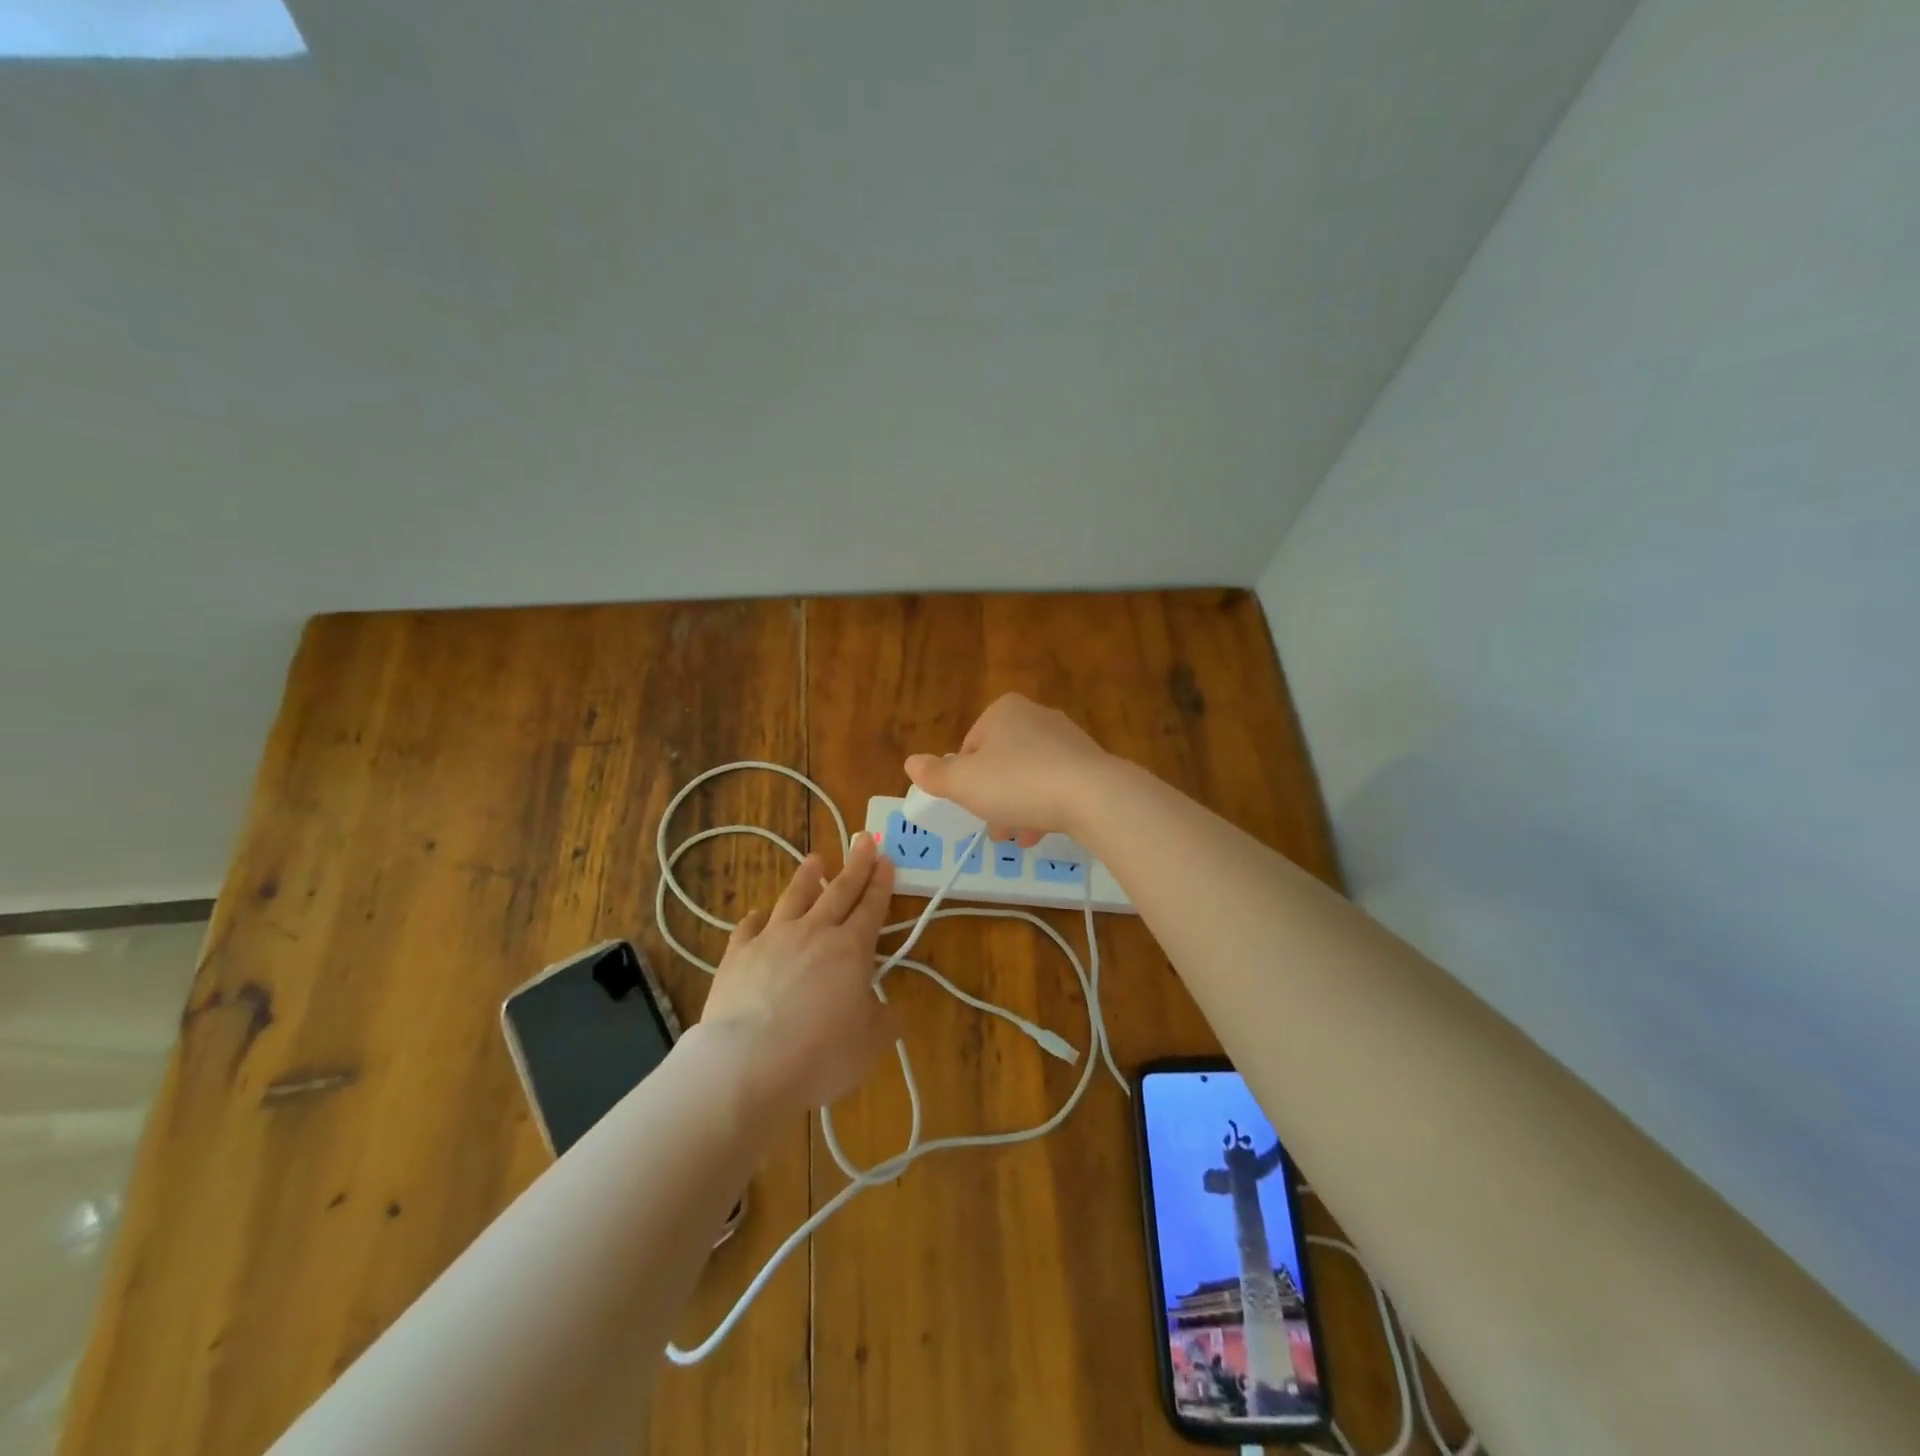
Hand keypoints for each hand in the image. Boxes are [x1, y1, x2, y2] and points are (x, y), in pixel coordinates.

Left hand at [699, 835, 897, 1113]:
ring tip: (815, 859)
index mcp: (851, 950)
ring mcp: (772, 939)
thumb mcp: (869, 1045)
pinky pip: (748, 927)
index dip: (881, 883)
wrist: (746, 1065)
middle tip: (865, 838)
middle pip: (839, 891)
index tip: (886, 859)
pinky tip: (757, 914)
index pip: (871, 907)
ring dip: (807, 877)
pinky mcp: (737, 955)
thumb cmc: (819, 1056)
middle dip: (855, 864)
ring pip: (794, 898)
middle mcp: (814, 933)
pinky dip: (757, 918)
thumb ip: (885, 1020)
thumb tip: (895, 1008)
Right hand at [904, 693, 1115, 846]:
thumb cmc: (1018, 783)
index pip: (970, 746)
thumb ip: (935, 774)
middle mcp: (1036, 715)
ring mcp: (1067, 738)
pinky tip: (1042, 833)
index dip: (964, 780)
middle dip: (993, 797)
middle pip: (1000, 762)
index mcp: (1003, 711)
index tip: (970, 805)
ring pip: (1029, 776)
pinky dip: (1045, 807)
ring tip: (1017, 838)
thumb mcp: (964, 783)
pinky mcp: (1090, 762)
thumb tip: (911, 762)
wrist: (1093, 796)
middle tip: (993, 828)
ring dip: (1018, 807)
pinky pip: (1057, 784)